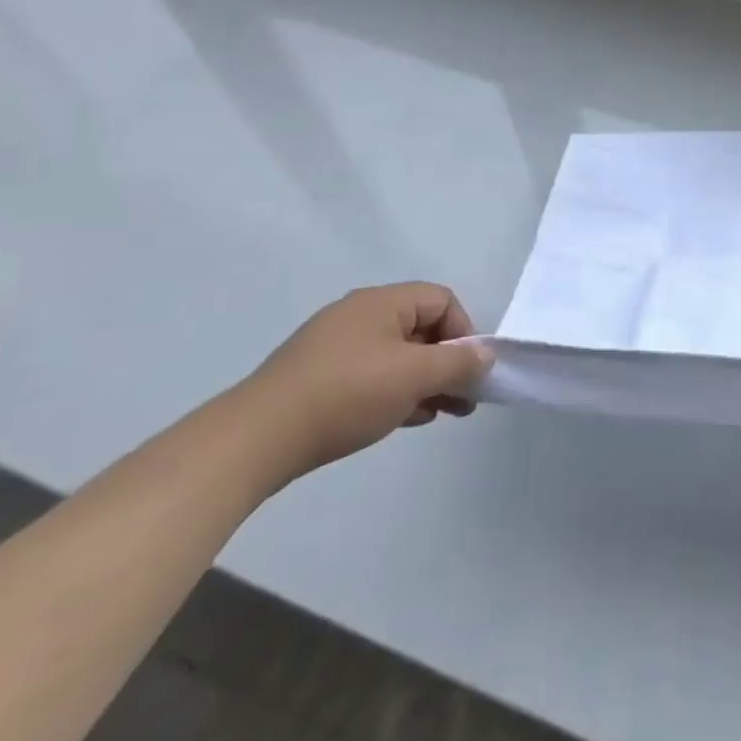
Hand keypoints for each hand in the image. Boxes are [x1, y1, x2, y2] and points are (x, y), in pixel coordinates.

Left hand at [240, 283, 493, 481]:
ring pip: (397, 355)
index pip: (442, 300)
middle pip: (421, 327)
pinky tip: (406, 418)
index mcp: (381, 302)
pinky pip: (371, 374)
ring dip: (425, 380)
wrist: (254, 441)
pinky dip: (395, 391)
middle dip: (448, 361)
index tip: (469, 370)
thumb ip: (459, 363)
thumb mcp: (415, 376)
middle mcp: (358, 315)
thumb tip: (486, 355)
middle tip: (464, 397)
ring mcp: (333, 347)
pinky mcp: (316, 378)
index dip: (464, 331)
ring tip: (442, 412)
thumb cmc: (347, 394)